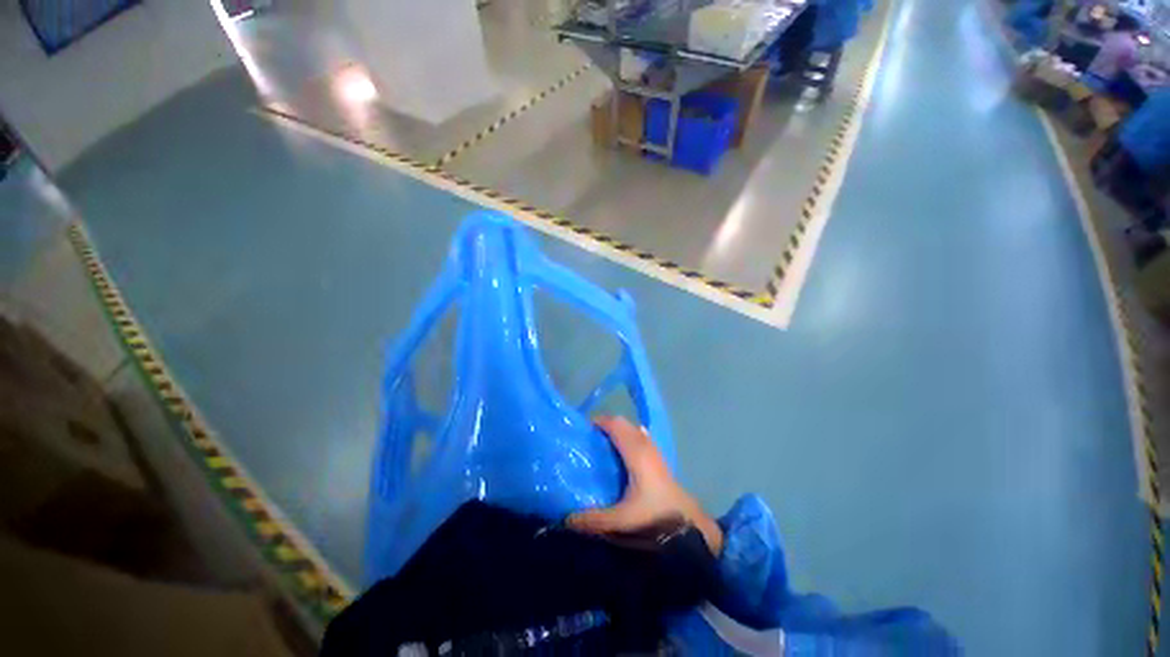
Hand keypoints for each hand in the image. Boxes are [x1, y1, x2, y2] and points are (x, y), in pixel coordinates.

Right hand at [567, 416, 723, 554]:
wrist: (688, 524)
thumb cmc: (655, 517)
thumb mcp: (622, 520)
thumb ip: (593, 520)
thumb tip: (566, 519)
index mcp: (635, 453)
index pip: (615, 425)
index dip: (599, 421)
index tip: (582, 429)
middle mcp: (645, 446)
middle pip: (623, 423)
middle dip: (605, 424)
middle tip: (588, 437)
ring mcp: (654, 450)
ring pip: (632, 429)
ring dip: (617, 430)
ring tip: (602, 443)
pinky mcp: (659, 458)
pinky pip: (639, 437)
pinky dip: (627, 436)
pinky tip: (622, 452)